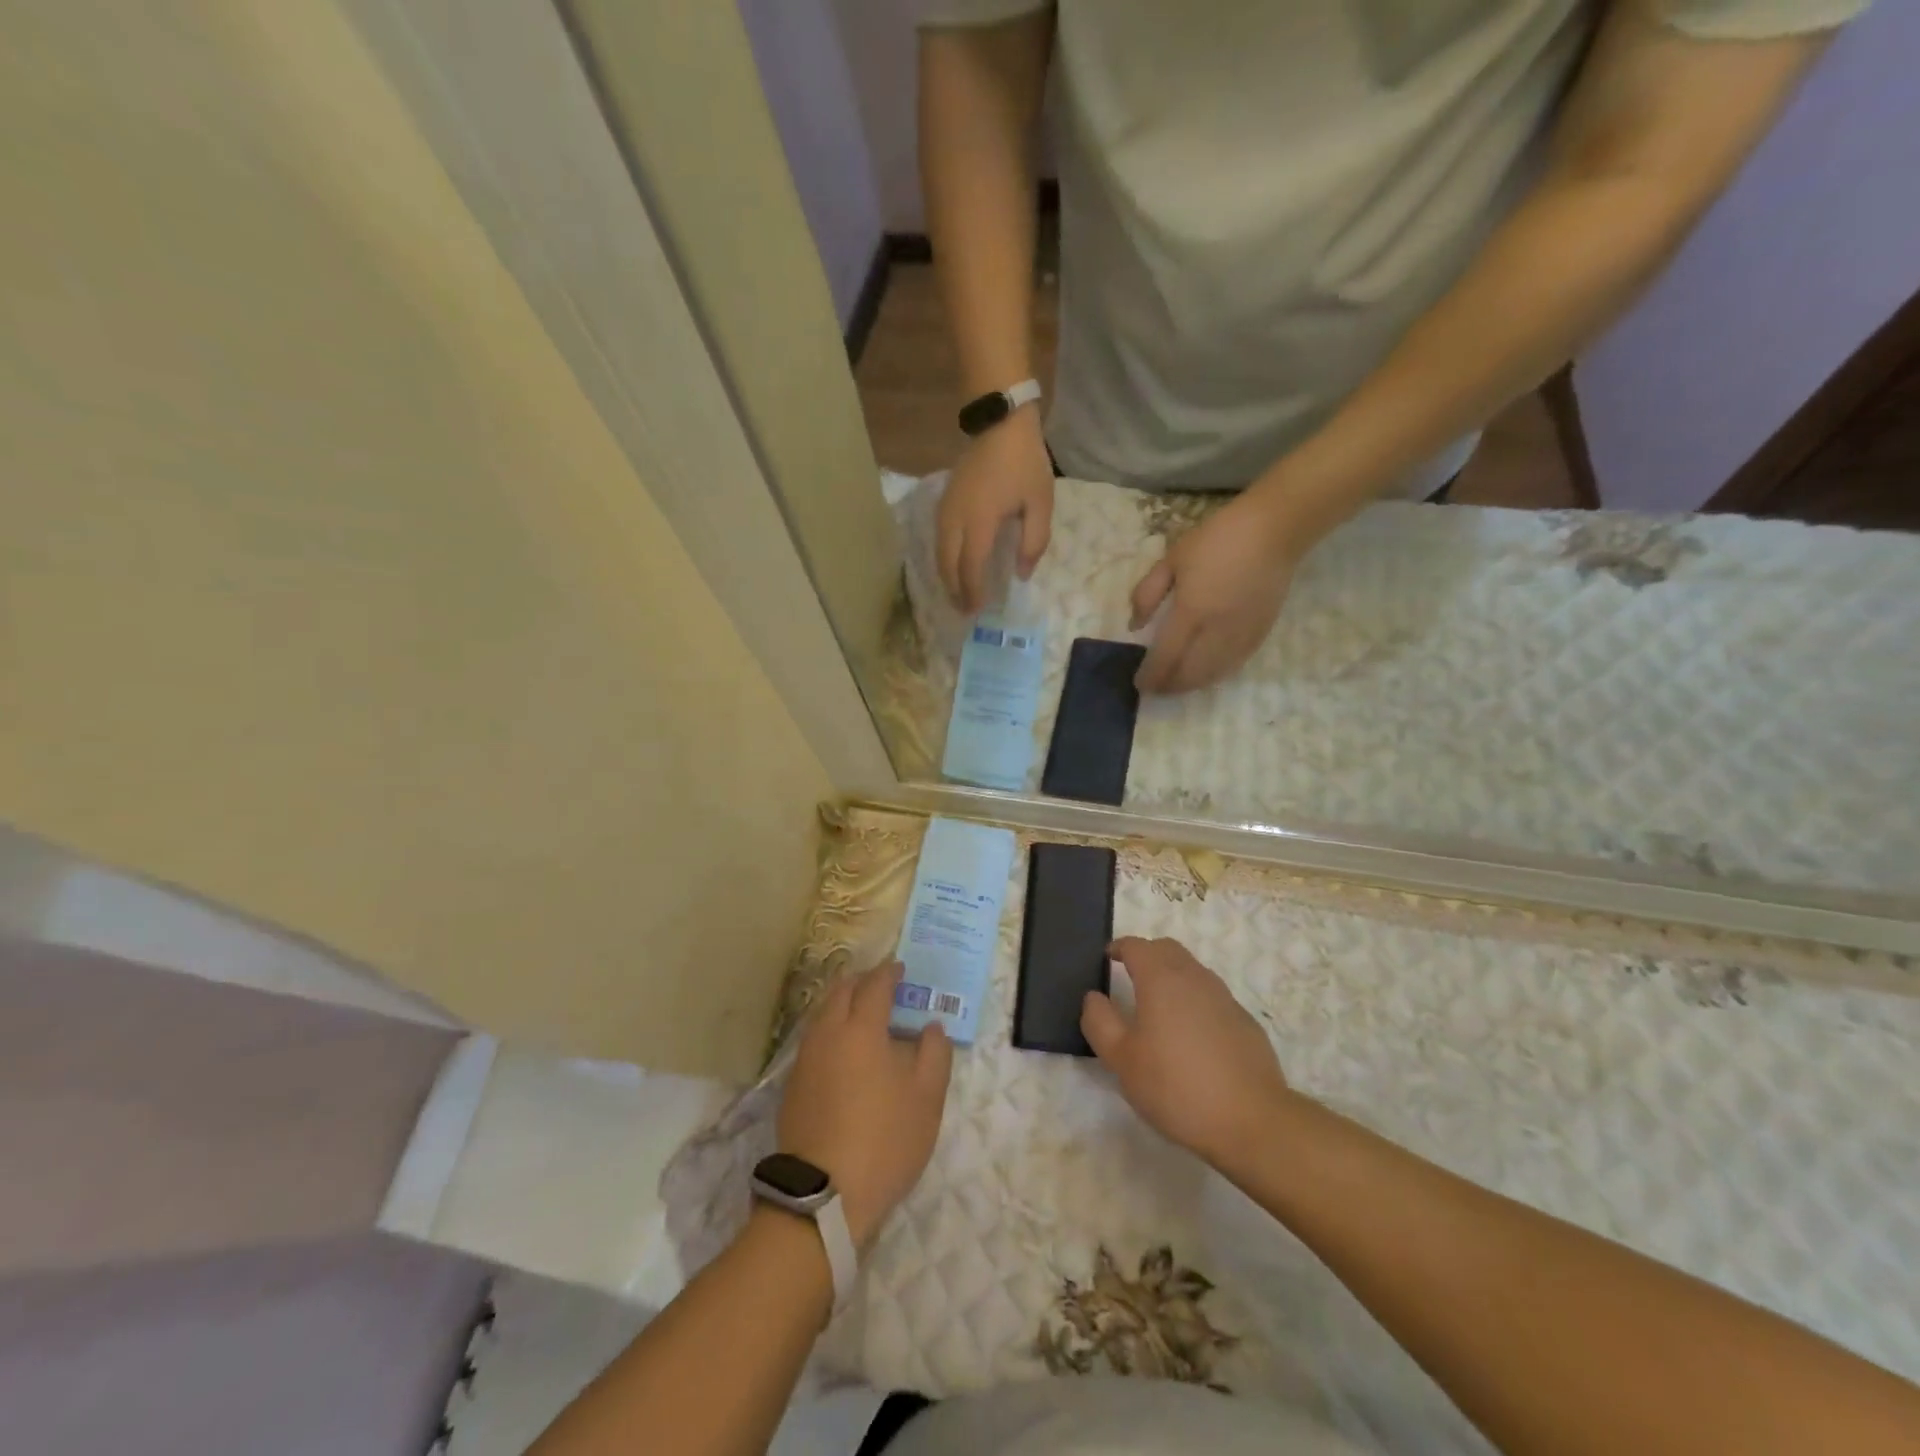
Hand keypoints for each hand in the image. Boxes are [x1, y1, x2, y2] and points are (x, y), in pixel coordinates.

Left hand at [778, 961, 952, 1247]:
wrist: (823, 1197)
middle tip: (882, 985)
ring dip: (842, 1002)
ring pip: (822, 1013)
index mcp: (862, 1029)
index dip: (889, 973)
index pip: (875, 985)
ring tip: (863, 1013)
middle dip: (862, 981)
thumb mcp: (927, 1098)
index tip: (901, 969)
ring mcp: (805, 1059)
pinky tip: (843, 1049)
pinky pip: (813, 1037)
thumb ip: (934, 1053)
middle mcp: (828, 1033)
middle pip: (841, 991)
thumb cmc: (884, 1141)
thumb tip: (931, 1026)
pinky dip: (830, 1028)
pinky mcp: (793, 1084)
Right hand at [938, 407, 1054, 613]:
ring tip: (958, 594)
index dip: (973, 591)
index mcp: (980, 521)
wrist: (1000, 422)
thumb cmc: (1024, 464)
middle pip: (948, 564)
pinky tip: (954, 566)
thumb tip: (1021, 574)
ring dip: (947, 577)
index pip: (971, 566)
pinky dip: (944, 559)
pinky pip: (938, 539)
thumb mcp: (1040, 503)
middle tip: (964, 610)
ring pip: (939, 553)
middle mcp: (956, 519)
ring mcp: (946, 509)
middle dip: (955, 590)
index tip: (977, 610)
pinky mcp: (943, 501)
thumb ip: (1033, 542)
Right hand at [1080, 937, 1290, 1164]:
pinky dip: (1194, 1001)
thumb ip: (1100, 1021)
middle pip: (1167, 949)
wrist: (1252, 1121)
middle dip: (1146, 955)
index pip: (1136, 946)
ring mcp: (1224, 998)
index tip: (1107, 958)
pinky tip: (1191, 1036)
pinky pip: (1212, 997)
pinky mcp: (1244, 1021)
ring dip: (1172, 976)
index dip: (1118, 948)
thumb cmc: (1176, 1086)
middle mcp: (1194, 978)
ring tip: (1158, 1007)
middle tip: (1129, 976)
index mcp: (1161, 979)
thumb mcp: (1121, 1060)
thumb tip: (1094, 997)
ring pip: (1192, 971)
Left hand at [1130, 492, 1299, 694]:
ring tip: (1176, 687)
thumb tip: (1134, 625)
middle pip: (1190, 673)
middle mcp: (1217, 630)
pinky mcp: (1260, 632)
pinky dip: (1216, 675)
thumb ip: (1147, 593)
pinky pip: (1235, 664)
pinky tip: (1206, 675)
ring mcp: (1241, 634)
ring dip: (1192, 685)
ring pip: (1213, 674)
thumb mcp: (1171, 559)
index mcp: (1191, 612)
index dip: (1152, 675)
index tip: (1140, 684)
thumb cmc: (1216, 539)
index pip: (1166, 656)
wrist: (1273, 530)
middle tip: (1156, 690)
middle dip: (1170, 686)